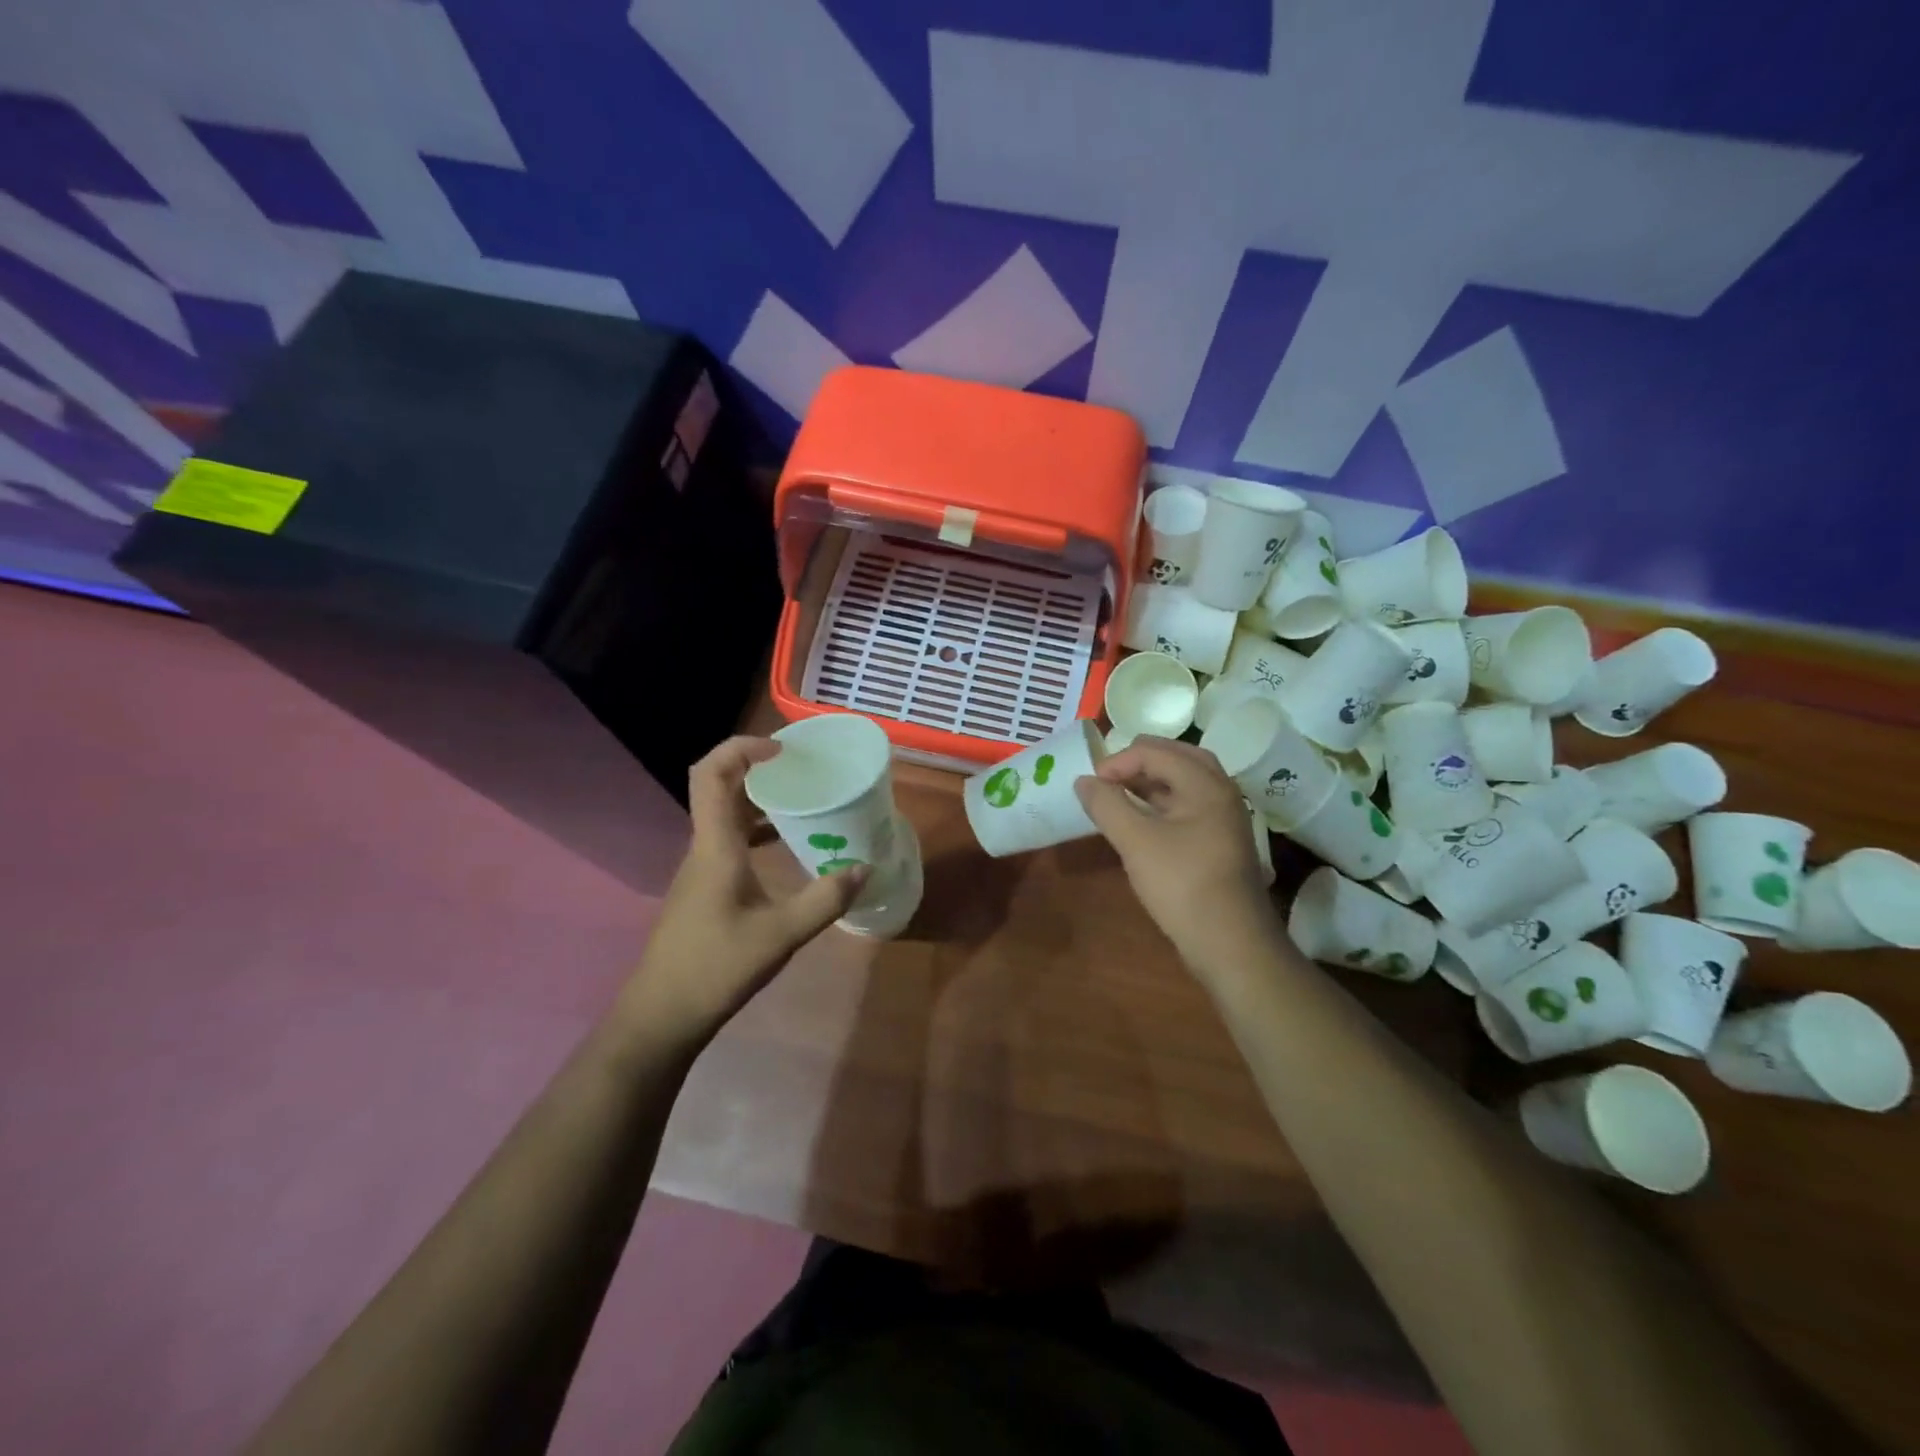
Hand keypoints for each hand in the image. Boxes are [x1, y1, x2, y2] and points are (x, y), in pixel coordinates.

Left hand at [620, 737, 868, 1047]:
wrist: (662, 1015)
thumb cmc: (716, 967)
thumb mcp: (781, 934)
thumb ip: (825, 900)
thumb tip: (864, 868)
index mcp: (715, 845)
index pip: (712, 773)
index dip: (741, 747)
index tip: (782, 750)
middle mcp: (703, 848)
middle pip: (721, 788)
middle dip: (759, 769)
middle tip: (803, 771)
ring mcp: (701, 869)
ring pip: (727, 817)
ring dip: (761, 802)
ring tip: (804, 802)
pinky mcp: (705, 889)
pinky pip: (731, 843)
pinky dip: (759, 833)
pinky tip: (788, 850)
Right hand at [1075, 736, 1283, 974]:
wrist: (1230, 943)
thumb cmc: (1182, 884)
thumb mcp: (1136, 842)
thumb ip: (1107, 805)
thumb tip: (1083, 781)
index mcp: (1205, 784)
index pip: (1155, 752)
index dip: (1118, 761)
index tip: (1091, 785)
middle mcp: (1220, 792)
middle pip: (1177, 758)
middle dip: (1138, 762)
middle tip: (1107, 778)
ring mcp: (1222, 818)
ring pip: (1183, 783)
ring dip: (1149, 782)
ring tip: (1117, 795)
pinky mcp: (1218, 841)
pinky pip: (1187, 806)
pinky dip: (1160, 803)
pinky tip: (1139, 821)